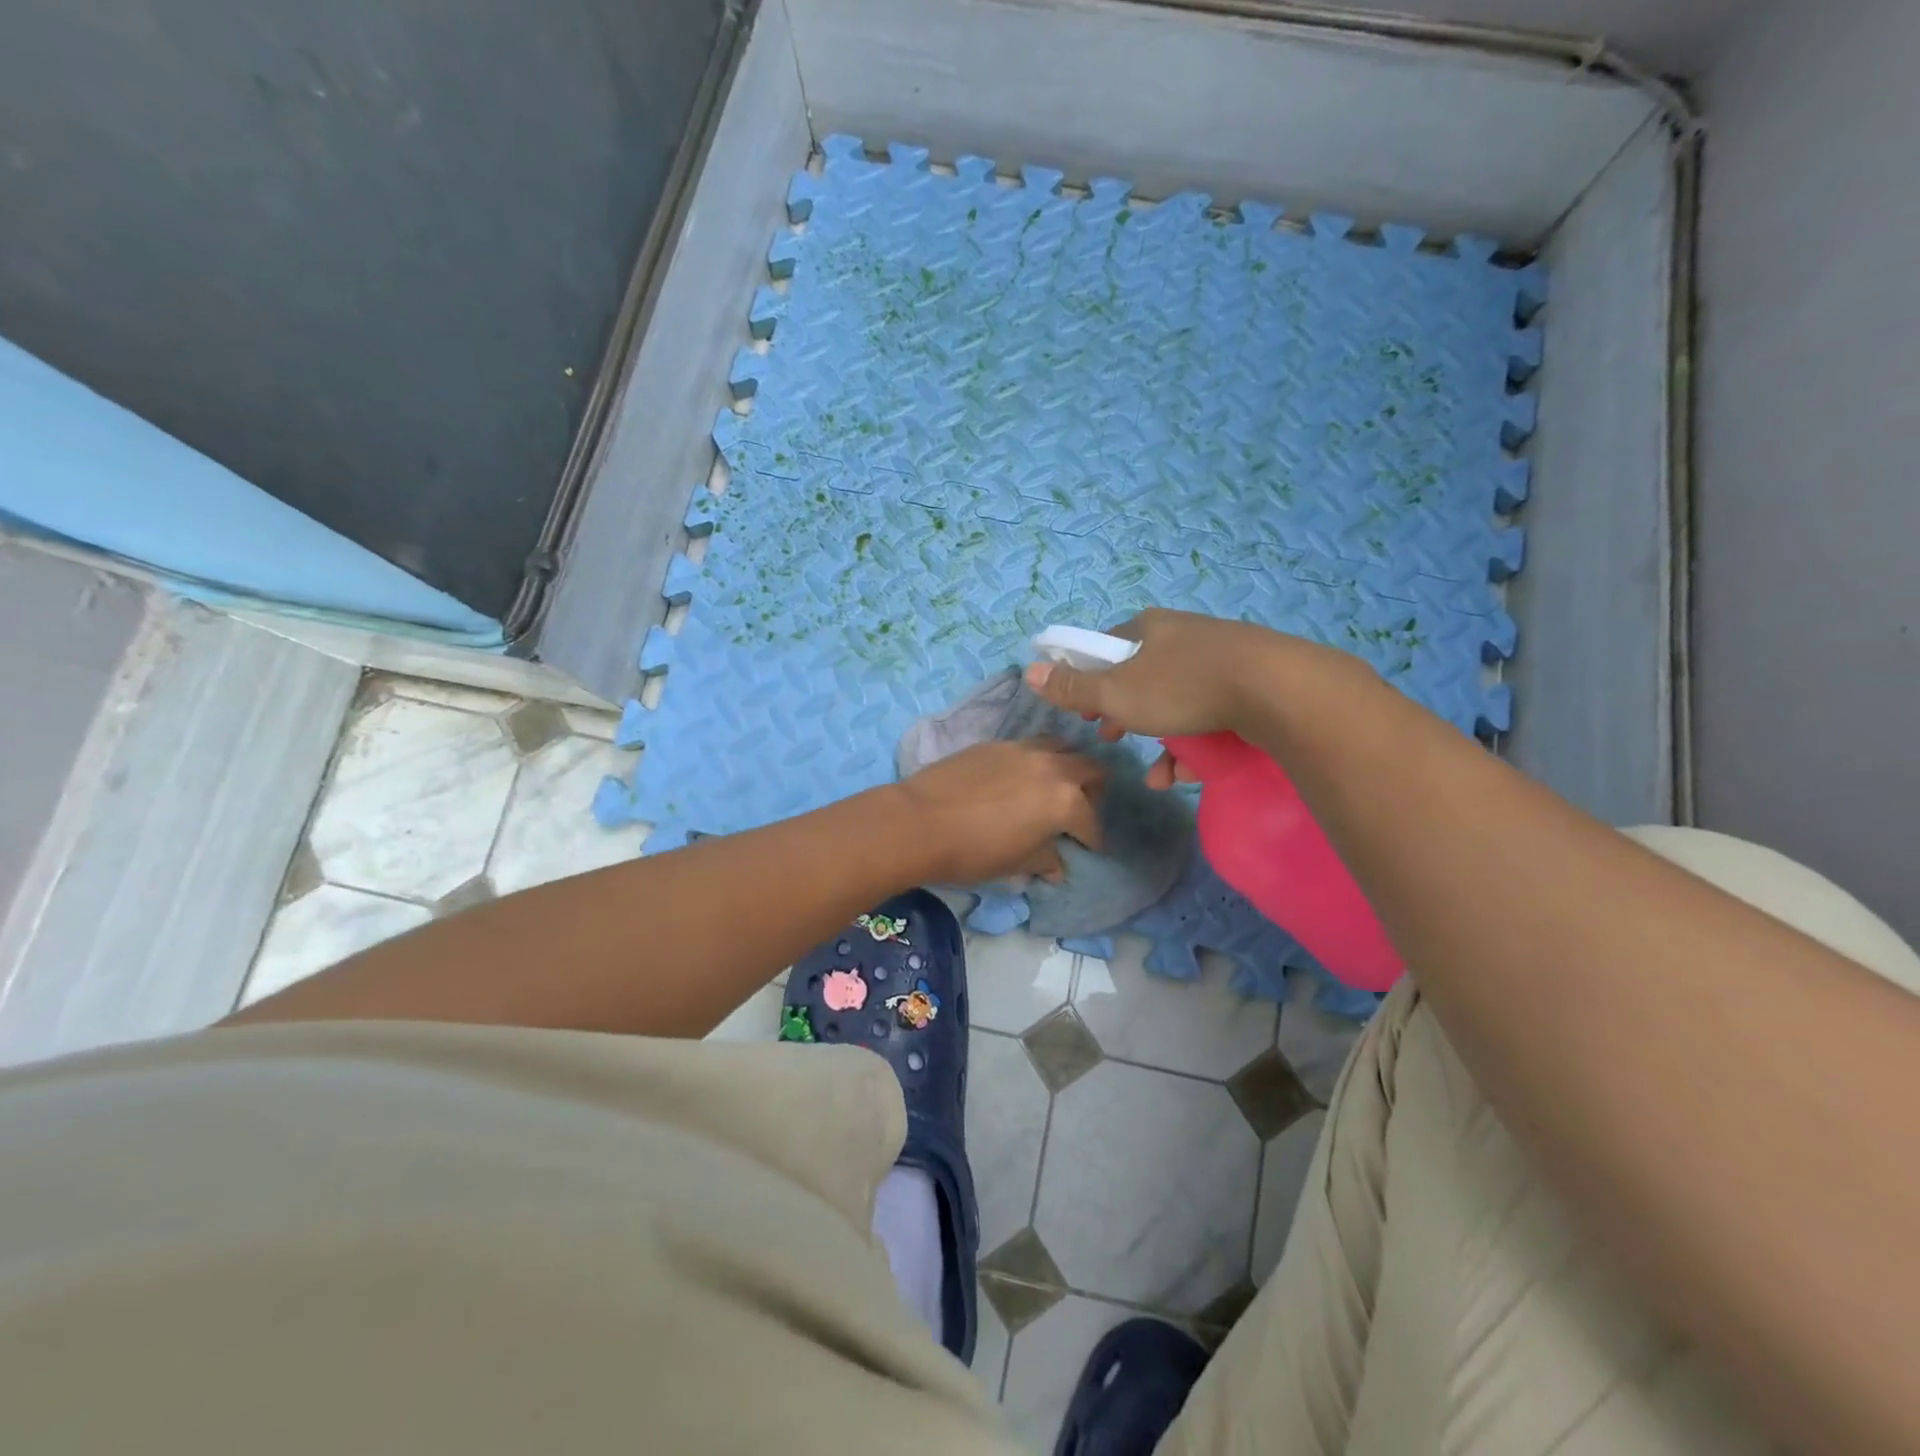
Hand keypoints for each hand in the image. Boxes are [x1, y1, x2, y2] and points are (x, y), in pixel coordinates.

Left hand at [891, 740, 1103, 884]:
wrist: (920, 821)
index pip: (1091, 821)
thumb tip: (1058, 868)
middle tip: (1078, 810)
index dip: (1092, 839)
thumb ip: (1044, 860)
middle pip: (1089, 768)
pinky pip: (1027, 746)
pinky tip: (1017, 778)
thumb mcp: (1017, 864)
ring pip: (1060, 746)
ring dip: (1065, 764)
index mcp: (1065, 801)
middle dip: (1092, 790)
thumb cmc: (974, 851)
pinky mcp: (994, 743)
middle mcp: (1051, 768)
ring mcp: (1022, 749)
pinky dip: (1033, 760)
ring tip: (1051, 786)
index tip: (1089, 848)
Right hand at [1023, 609, 1337, 788]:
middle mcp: (1183, 635)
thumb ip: (1074, 687)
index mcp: (1148, 627)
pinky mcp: (1249, 684)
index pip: (1106, 646)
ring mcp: (1220, 658)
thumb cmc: (1182, 687)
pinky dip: (1194, 744)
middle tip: (1111, 736)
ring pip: (1175, 700)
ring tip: (1155, 773)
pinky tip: (1186, 775)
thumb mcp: (1117, 693)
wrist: (1276, 689)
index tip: (1083, 709)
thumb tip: (1029, 670)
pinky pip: (1209, 713)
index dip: (1088, 678)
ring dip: (1158, 739)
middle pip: (1140, 675)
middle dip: (1123, 712)